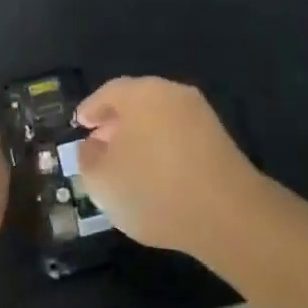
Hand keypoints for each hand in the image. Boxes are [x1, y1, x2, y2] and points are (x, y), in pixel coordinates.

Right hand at [75, 77, 261, 255]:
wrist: (227, 215)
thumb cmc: (153, 189)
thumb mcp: (102, 180)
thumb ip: (88, 158)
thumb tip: (92, 146)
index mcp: (141, 93)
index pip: (108, 93)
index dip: (91, 109)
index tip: (79, 125)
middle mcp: (172, 94)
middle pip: (137, 102)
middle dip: (116, 123)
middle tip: (100, 145)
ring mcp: (200, 115)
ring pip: (160, 118)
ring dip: (141, 137)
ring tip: (127, 165)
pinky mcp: (219, 139)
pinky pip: (180, 136)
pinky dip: (163, 149)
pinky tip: (157, 176)